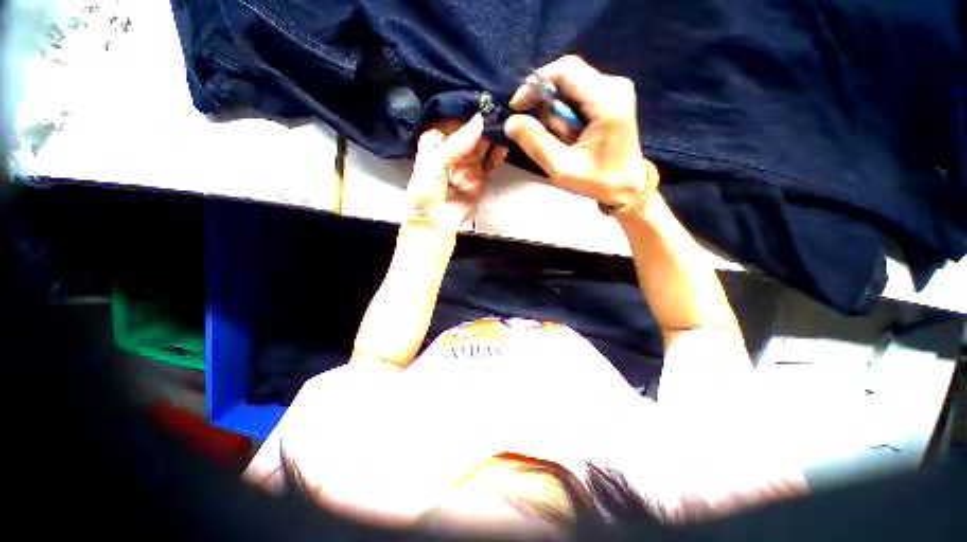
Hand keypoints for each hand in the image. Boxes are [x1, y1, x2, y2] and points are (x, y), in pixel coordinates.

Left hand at [407, 114, 507, 232]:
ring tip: (508, 120)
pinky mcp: (481, 176)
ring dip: (494, 133)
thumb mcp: (434, 165)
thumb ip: (456, 144)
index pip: (453, 118)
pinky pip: (492, 160)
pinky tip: (506, 142)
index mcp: (436, 141)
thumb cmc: (426, 193)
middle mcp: (453, 149)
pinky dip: (499, 152)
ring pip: (484, 143)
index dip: (466, 107)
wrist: (435, 224)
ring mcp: (469, 163)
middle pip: (471, 129)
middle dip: (485, 118)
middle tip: (502, 104)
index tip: (483, 93)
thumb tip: (479, 120)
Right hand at [504, 55, 658, 208]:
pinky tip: (565, 134)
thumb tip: (511, 122)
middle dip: (544, 102)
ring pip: (570, 86)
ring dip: (554, 111)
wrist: (627, 187)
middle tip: (535, 129)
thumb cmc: (597, 181)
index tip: (517, 107)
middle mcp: (614, 85)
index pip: (565, 70)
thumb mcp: (562, 168)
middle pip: (566, 76)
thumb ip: (536, 144)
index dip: (535, 84)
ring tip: (557, 139)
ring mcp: (615, 90)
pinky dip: (563, 113)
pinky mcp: (611, 98)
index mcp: (607, 99)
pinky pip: (577, 95)